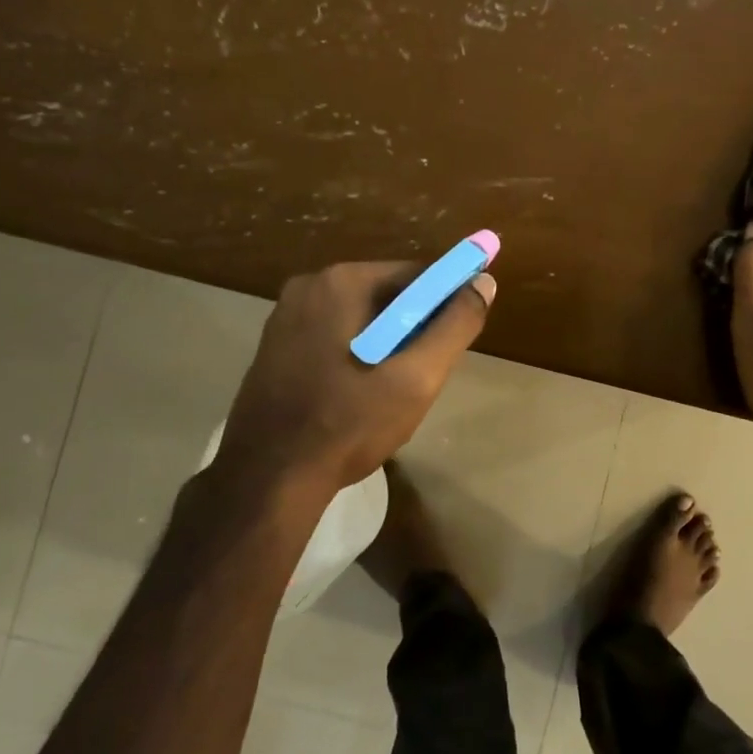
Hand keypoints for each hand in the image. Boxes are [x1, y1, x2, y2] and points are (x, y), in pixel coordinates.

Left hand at [210, 261, 495, 508]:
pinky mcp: (275, 346)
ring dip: (385, 345)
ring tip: (390, 393)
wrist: (268, 479)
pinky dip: (356, 355)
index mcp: (341, 281)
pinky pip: (333, 336)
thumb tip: (483, 283)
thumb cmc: (348, 424)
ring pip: (360, 319)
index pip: (415, 274)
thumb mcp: (417, 377)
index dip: (445, 304)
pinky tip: (357, 396)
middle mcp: (308, 286)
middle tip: (421, 376)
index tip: (453, 343)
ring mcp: (285, 317)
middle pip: (386, 295)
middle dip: (412, 330)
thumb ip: (455, 325)